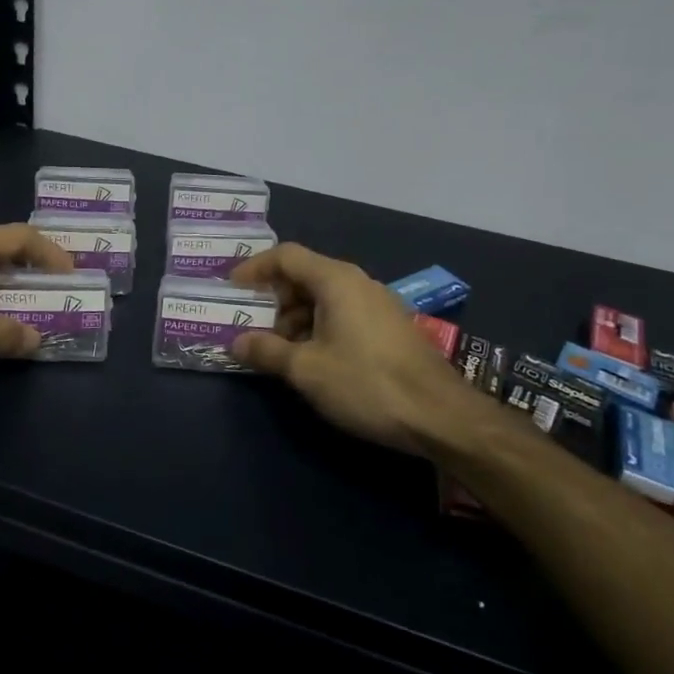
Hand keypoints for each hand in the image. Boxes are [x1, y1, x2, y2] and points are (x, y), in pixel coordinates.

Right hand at [230, 243, 479, 453]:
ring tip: (280, 352)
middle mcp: (358, 283)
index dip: (254, 268)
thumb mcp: (306, 370)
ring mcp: (378, 305)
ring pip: (324, 298)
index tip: (232, 288)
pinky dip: (319, 328)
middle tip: (253, 328)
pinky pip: (343, 315)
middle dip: (274, 300)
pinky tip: (313, 361)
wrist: (441, 417)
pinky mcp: (390, 328)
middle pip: (305, 276)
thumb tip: (237, 342)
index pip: (286, 256)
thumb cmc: (366, 384)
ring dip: (296, 319)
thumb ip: (266, 351)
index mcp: (336, 281)